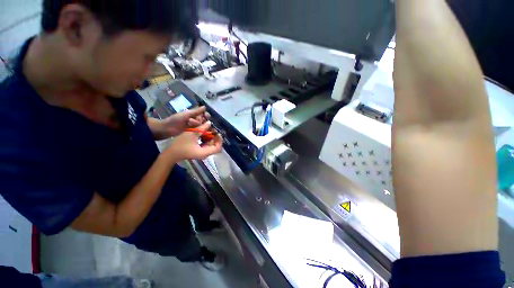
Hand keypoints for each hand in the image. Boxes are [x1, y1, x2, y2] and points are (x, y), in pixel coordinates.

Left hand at [162, 107, 209, 136]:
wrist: (166, 129)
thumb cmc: (176, 120)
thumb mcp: (186, 114)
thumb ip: (196, 111)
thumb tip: (205, 106)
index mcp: (192, 114)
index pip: (203, 114)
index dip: (205, 115)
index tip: (207, 116)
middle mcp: (193, 120)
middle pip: (203, 120)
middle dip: (200, 121)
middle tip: (193, 121)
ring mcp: (193, 126)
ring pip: (201, 126)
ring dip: (198, 126)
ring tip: (190, 125)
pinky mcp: (192, 132)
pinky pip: (198, 131)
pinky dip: (199, 131)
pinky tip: (197, 131)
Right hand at [168, 121, 222, 159]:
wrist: (169, 154)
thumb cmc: (180, 144)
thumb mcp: (192, 134)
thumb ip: (202, 128)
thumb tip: (210, 123)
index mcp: (205, 152)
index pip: (218, 147)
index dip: (219, 140)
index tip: (217, 132)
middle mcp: (205, 153)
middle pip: (214, 145)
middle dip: (214, 136)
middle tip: (211, 129)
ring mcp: (201, 152)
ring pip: (209, 144)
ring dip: (209, 136)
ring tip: (207, 129)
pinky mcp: (197, 150)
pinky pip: (205, 144)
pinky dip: (205, 138)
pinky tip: (202, 132)